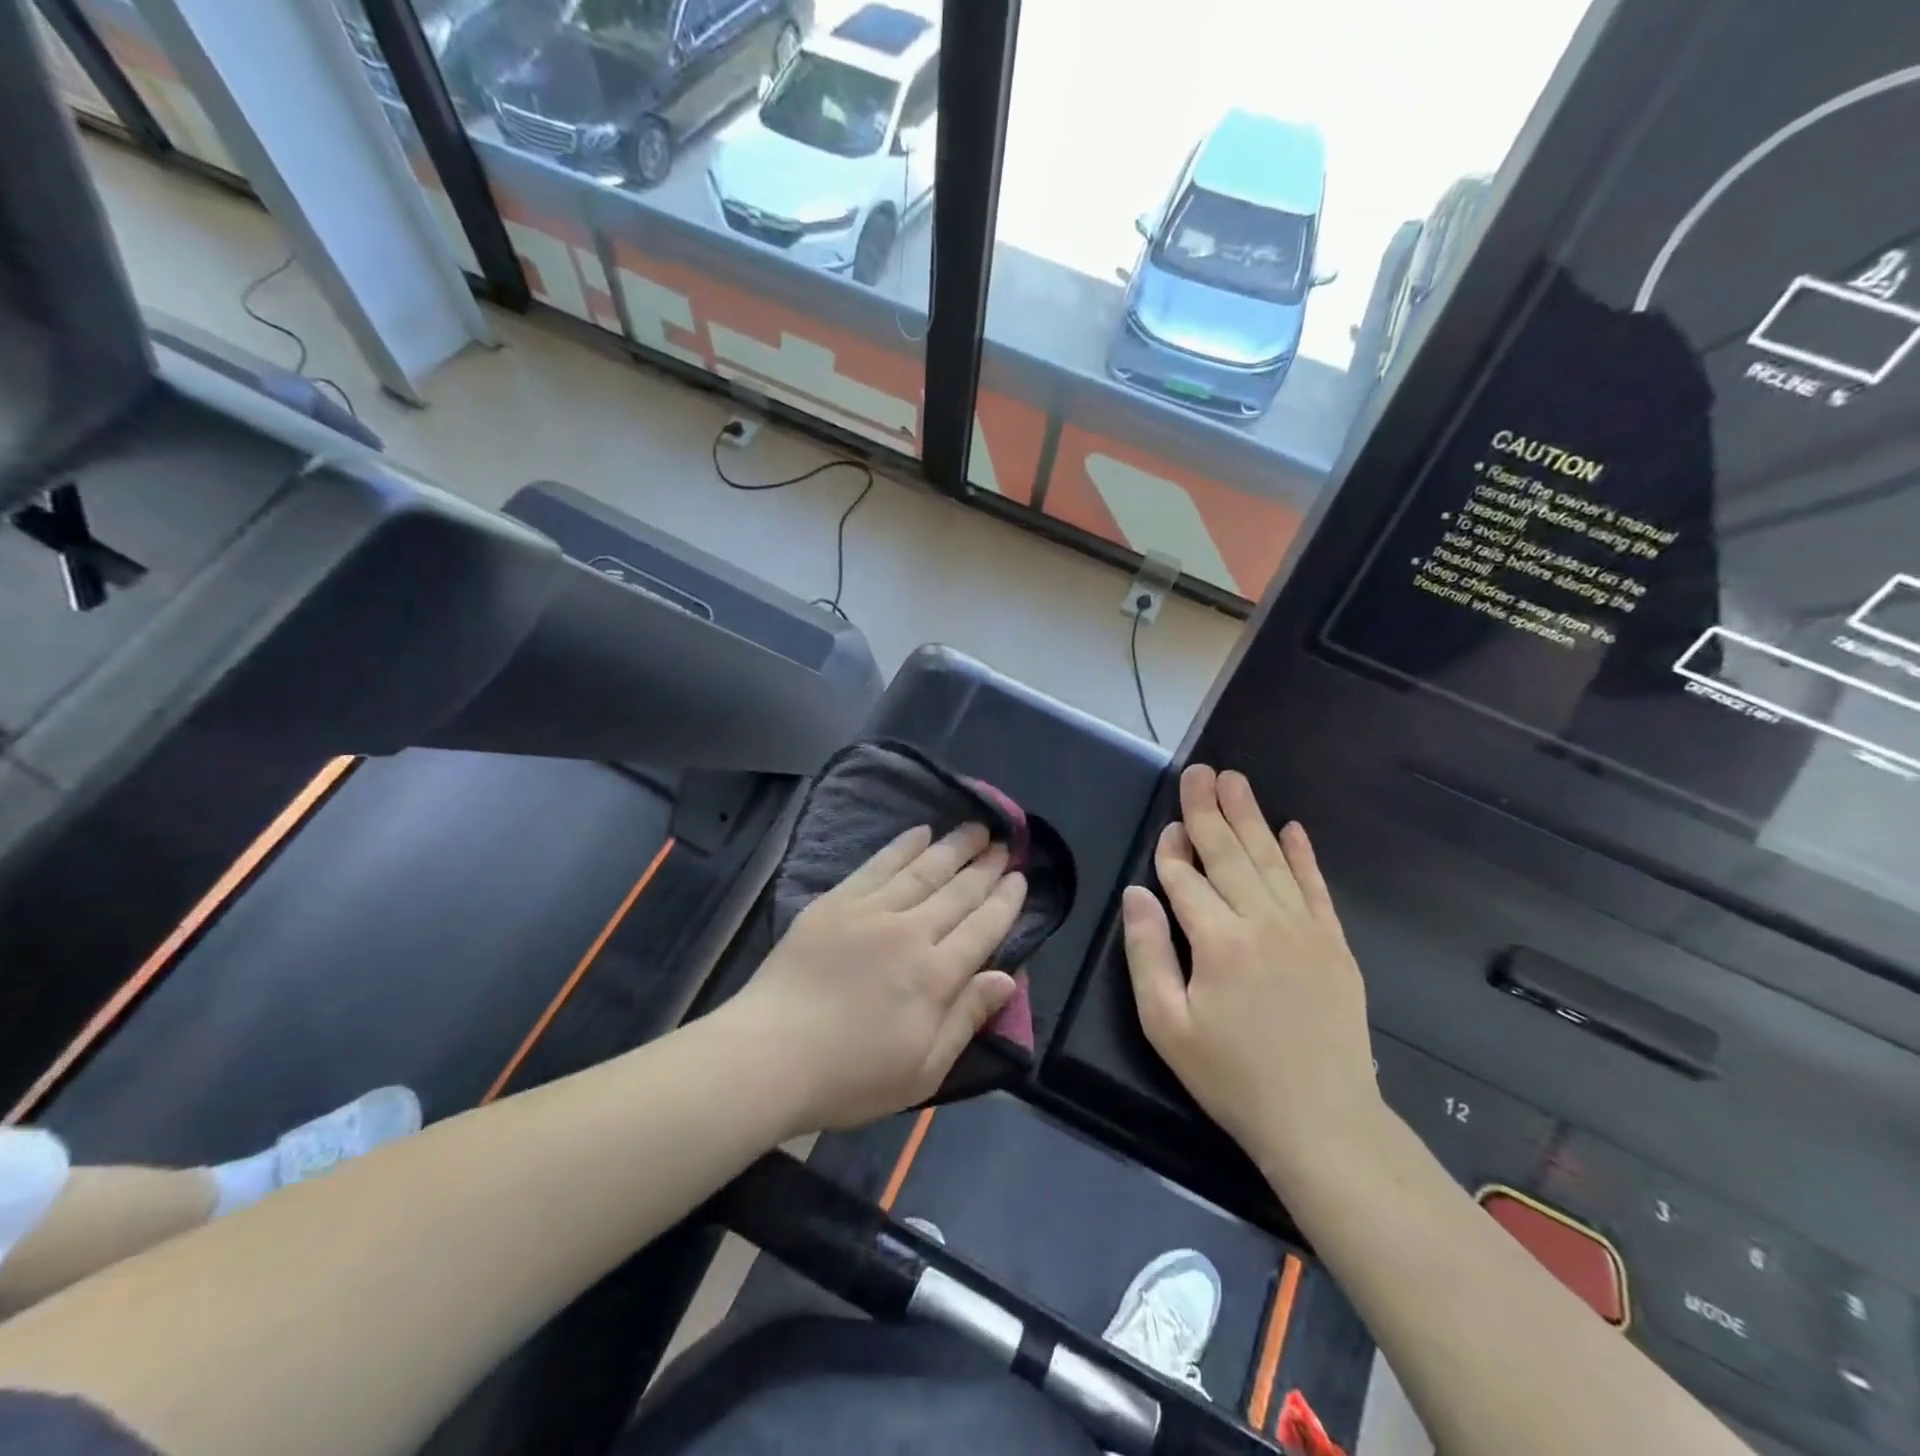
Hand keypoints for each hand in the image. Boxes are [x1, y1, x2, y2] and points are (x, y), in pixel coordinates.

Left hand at [730, 823, 1026, 1134]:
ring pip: (923, 871)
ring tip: (976, 827)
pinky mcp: (836, 902)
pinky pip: (878, 865)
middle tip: (1006, 844)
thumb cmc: (849, 1077)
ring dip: (954, 847)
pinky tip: (920, 832)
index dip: (1005, 902)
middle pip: (958, 893)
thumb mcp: (922, 1070)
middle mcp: (911, 933)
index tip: (1020, 878)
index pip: (983, 929)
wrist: (769, 1056)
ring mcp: (871, 912)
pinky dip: (902, 846)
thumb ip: (967, 1018)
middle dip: (986, 867)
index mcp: (936, 977)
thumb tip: (1008, 978)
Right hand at [1121, 765, 1379, 1185]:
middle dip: (1209, 810)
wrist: (1322, 1120)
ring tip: (1235, 780)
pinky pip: (1315, 887)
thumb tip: (1136, 894)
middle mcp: (1262, 921)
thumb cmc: (1231, 1076)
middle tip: (1200, 770)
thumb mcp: (1166, 1025)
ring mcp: (1304, 929)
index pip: (1186, 879)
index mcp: (1217, 940)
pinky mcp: (1334, 944)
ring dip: (1250, 817)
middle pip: (1229, 853)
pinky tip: (1292, 827)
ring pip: (1270, 859)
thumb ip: (1146, 953)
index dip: (1172, 851)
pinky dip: (1303, 855)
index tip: (1167, 828)